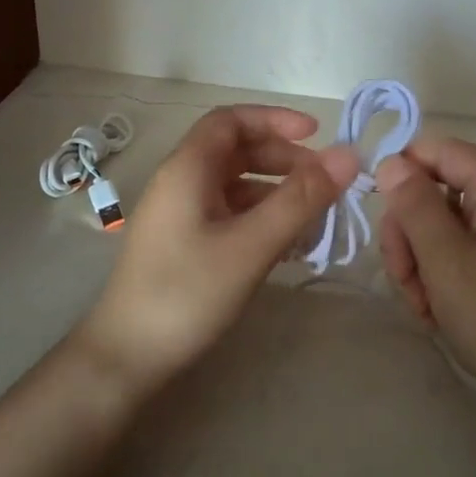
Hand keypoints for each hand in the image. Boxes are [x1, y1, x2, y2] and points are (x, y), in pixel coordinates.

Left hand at [76, 105, 359, 391]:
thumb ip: (301, 198)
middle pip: (235, 152)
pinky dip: (260, 220)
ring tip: (315, 220)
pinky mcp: (182, 244)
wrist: (127, 357)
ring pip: (234, 186)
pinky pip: (227, 215)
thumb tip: (349, 155)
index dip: (274, 119)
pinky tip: (287, 246)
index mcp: (187, 169)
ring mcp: (178, 216)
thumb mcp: (252, 244)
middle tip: (324, 184)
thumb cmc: (188, 292)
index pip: (231, 120)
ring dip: (275, 194)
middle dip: (283, 160)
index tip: (317, 135)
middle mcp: (179, 183)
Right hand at [376, 137, 475, 414]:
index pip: (440, 150)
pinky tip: (437, 312)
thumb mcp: (446, 260)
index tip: (378, 211)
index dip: (402, 172)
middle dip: (410, 232)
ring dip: (421, 262)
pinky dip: (442, 277)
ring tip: (423, 305)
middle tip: (402, 277)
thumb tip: (391, 162)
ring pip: (444, 228)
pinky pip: (463, 253)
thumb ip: (415, 205)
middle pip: (438, 192)